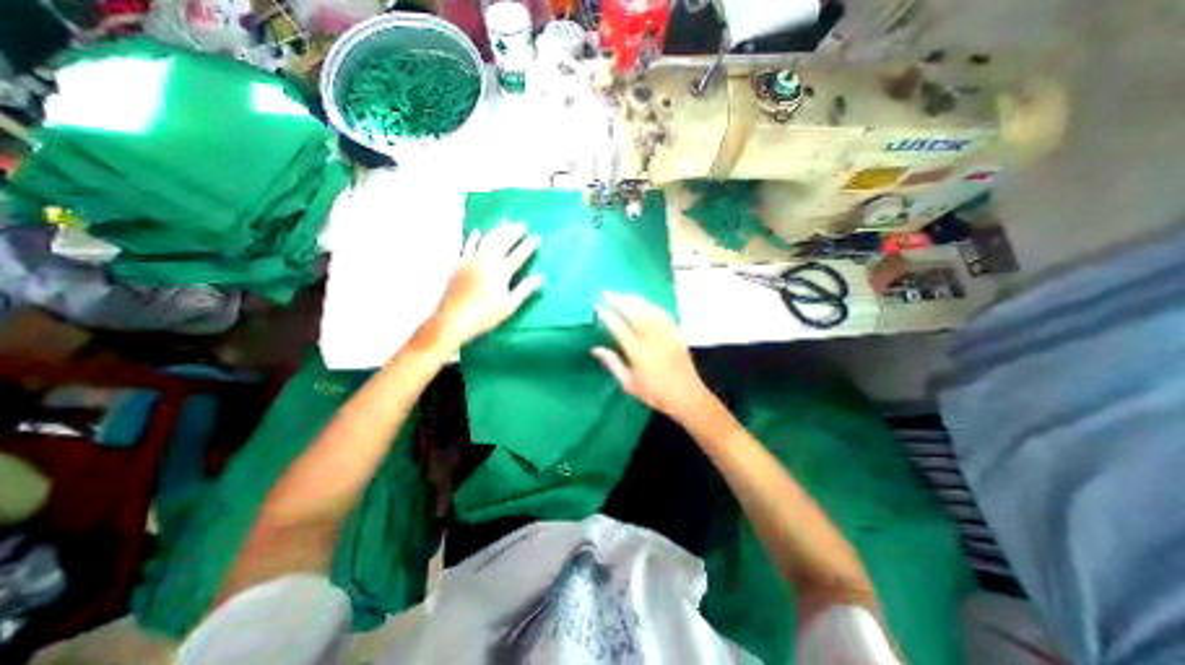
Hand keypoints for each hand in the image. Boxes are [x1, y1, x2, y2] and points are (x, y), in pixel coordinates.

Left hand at [434, 220, 542, 351]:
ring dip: (497, 231)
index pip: (519, 255)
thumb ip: (525, 289)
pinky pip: (467, 246)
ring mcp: (471, 261)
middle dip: (513, 232)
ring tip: (504, 223)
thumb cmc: (485, 315)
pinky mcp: (459, 264)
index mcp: (501, 272)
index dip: (528, 246)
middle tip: (522, 224)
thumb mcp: (510, 305)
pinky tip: (477, 232)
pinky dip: (474, 238)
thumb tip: (540, 277)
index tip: (536, 237)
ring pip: (486, 240)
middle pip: (502, 242)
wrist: (453, 318)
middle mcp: (487, 261)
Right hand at [592, 290, 711, 420]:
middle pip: (635, 314)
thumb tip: (596, 349)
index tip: (599, 307)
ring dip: (634, 300)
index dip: (609, 317)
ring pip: (649, 311)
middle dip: (620, 301)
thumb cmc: (655, 394)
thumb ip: (613, 364)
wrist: (687, 396)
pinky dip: (651, 306)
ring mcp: (667, 335)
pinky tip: (644, 303)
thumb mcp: (629, 383)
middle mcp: (653, 340)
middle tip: (608, 293)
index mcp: (639, 354)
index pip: (620, 329)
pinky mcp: (677, 334)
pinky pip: (663, 314)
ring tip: (622, 295)